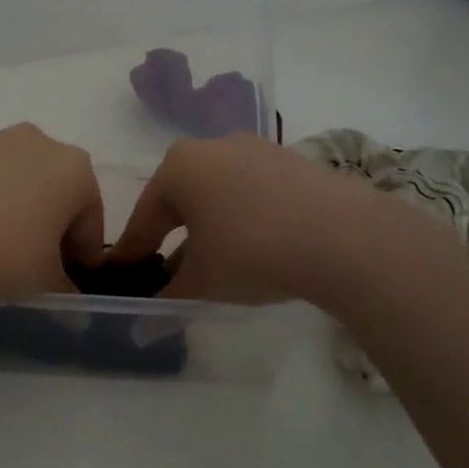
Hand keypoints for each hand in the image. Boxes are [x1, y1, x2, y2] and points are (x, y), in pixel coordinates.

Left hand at [0, 125, 103, 315]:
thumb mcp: (45, 281)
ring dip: (16, 209)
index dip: (85, 251)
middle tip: (39, 261)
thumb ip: (65, 285)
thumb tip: (66, 293)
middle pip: (55, 188)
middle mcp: (36, 141)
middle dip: (52, 223)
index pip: (91, 215)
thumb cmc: (3, 256)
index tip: (73, 277)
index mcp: (74, 168)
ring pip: (16, 179)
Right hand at [109, 133, 446, 305]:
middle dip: (171, 238)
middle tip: (166, 272)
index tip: (123, 276)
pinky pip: (252, 193)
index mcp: (178, 167)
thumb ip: (168, 296)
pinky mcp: (293, 163)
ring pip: (217, 195)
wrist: (346, 237)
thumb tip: (145, 320)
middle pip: (180, 200)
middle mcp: (212, 147)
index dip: (131, 253)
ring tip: (213, 265)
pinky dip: (243, 220)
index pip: (144, 218)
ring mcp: (256, 150)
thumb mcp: (201, 282)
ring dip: (208, 229)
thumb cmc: (251, 252)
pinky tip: (254, 249)